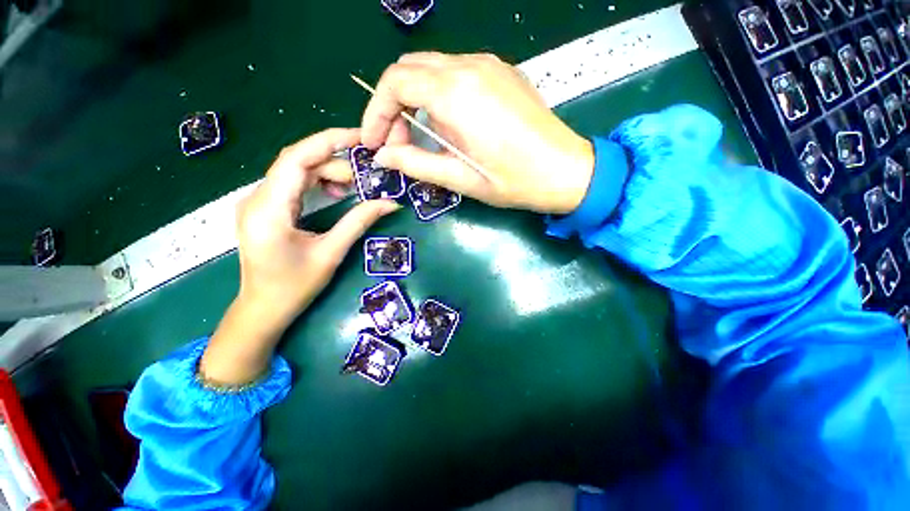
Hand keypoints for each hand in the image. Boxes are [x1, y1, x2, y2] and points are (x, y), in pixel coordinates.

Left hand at [201, 129, 397, 385]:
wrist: (263, 309)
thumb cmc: (294, 287)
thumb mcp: (331, 253)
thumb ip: (359, 222)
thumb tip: (390, 204)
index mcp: (268, 208)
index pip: (297, 158)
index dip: (329, 141)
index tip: (360, 138)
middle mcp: (257, 197)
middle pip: (297, 162)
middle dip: (334, 162)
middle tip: (365, 177)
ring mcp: (259, 202)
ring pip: (296, 172)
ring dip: (327, 173)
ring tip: (354, 187)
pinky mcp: (266, 208)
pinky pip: (294, 185)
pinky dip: (317, 183)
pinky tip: (336, 194)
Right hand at [361, 52, 594, 214]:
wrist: (565, 170)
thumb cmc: (514, 181)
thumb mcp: (461, 179)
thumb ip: (417, 164)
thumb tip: (383, 156)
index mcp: (456, 94)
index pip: (395, 83)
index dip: (376, 113)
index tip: (374, 142)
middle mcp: (469, 66)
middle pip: (409, 70)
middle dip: (392, 106)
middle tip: (396, 144)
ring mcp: (488, 65)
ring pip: (431, 70)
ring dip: (415, 101)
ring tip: (421, 139)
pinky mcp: (500, 72)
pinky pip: (455, 73)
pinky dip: (438, 96)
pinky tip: (448, 126)